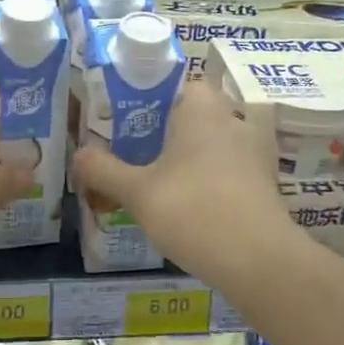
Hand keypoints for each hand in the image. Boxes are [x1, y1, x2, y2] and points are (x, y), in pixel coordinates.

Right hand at [72, 78, 298, 287]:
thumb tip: (79, 154)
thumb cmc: (192, 210)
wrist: (259, 260)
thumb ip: (103, 169)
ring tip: (154, 185)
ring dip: (185, 160)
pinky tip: (186, 208)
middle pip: (190, 116)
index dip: (146, 99)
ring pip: (209, 145)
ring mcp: (253, 151)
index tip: (123, 123)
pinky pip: (226, 170)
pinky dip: (206, 181)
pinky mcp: (264, 182)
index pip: (174, 83)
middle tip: (131, 155)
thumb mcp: (137, 191)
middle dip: (162, 133)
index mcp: (201, 107)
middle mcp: (231, 119)